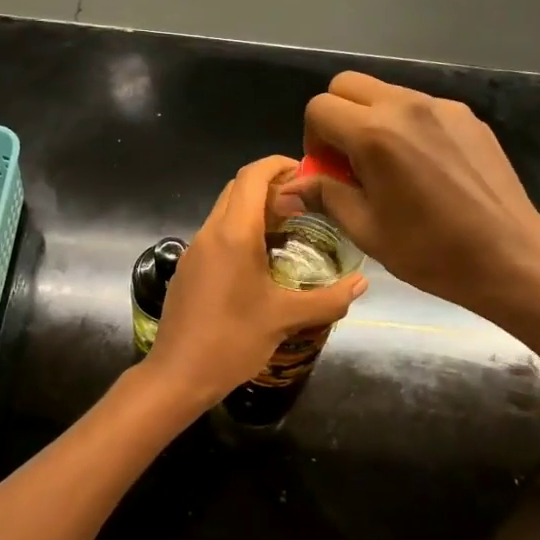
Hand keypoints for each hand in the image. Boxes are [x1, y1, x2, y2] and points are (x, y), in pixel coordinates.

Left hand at [143, 156, 365, 405]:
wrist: (178, 374)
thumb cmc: (232, 340)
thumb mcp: (285, 318)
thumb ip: (328, 299)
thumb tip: (362, 283)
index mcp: (233, 234)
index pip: (252, 176)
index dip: (279, 165)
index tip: (307, 174)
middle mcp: (210, 233)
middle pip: (237, 188)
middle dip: (270, 186)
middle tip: (304, 205)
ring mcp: (194, 250)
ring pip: (224, 211)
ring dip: (254, 210)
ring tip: (288, 230)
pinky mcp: (188, 269)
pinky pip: (216, 235)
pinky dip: (239, 231)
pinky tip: (260, 261)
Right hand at [276, 72, 539, 318]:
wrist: (510, 256)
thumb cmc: (430, 251)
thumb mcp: (366, 229)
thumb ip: (325, 195)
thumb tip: (289, 187)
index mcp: (375, 134)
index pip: (319, 107)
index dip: (313, 139)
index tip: (328, 171)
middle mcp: (406, 106)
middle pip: (348, 84)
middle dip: (337, 116)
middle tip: (349, 160)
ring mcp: (442, 107)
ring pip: (386, 92)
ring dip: (372, 119)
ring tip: (390, 167)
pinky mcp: (468, 117)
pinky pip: (421, 107)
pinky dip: (407, 126)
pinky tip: (425, 168)